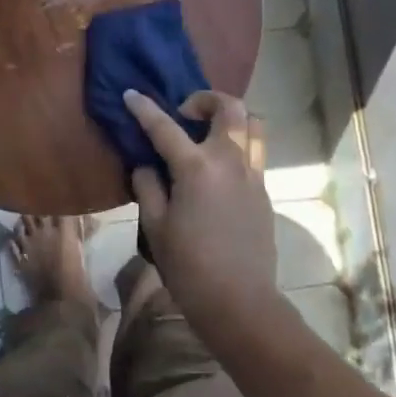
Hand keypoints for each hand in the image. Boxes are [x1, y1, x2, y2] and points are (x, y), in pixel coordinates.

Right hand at [125, 89, 284, 333]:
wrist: (239, 302)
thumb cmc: (189, 267)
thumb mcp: (156, 227)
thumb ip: (148, 187)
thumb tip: (147, 166)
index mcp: (197, 168)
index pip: (165, 127)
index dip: (144, 108)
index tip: (131, 94)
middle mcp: (230, 161)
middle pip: (229, 108)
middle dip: (205, 99)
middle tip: (184, 113)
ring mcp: (253, 174)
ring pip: (253, 125)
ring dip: (230, 118)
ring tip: (208, 133)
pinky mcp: (264, 191)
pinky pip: (255, 151)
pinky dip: (238, 144)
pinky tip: (218, 168)